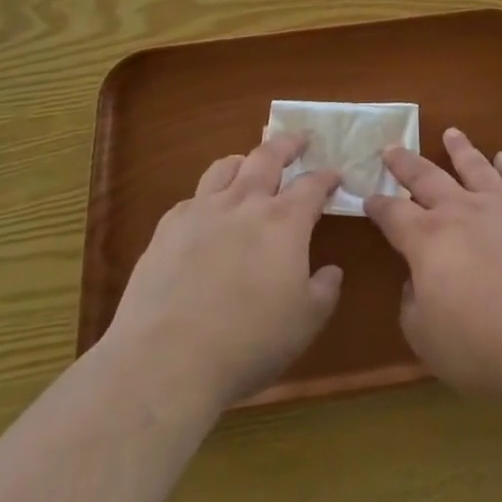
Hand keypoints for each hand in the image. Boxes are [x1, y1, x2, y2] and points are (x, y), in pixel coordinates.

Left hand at [106, 133, 340, 408]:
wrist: (166, 361)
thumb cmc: (248, 342)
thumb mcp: (305, 323)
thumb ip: (324, 290)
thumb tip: (330, 271)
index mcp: (284, 221)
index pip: (312, 184)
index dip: (326, 177)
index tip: (335, 175)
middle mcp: (246, 203)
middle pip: (268, 156)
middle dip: (287, 143)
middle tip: (298, 140)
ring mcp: (203, 211)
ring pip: (226, 167)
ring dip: (244, 161)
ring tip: (249, 165)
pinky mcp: (168, 228)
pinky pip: (193, 198)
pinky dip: (207, 197)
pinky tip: (206, 215)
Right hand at [365, 127, 501, 401]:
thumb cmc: (484, 344)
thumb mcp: (429, 341)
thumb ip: (413, 308)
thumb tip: (414, 283)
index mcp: (427, 240)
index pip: (393, 215)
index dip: (378, 206)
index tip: (368, 197)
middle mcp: (460, 211)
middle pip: (427, 177)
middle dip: (406, 163)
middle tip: (391, 147)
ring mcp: (500, 205)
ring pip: (474, 166)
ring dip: (460, 149)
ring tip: (451, 133)